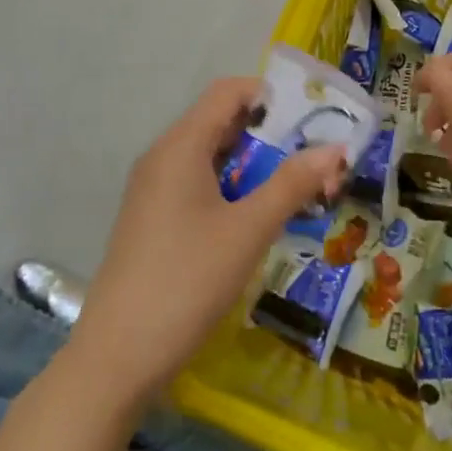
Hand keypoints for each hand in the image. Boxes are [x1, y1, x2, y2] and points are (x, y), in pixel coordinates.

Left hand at [72, 78, 347, 410]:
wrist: (116, 358)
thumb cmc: (186, 282)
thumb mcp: (248, 231)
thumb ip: (292, 184)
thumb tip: (335, 147)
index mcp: (181, 146)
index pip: (228, 92)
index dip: (271, 96)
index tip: (313, 119)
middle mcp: (164, 157)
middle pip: (222, 122)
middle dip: (271, 135)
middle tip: (316, 159)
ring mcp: (154, 190)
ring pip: (212, 157)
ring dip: (255, 165)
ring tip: (298, 189)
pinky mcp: (153, 219)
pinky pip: (199, 184)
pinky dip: (233, 188)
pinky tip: (259, 218)